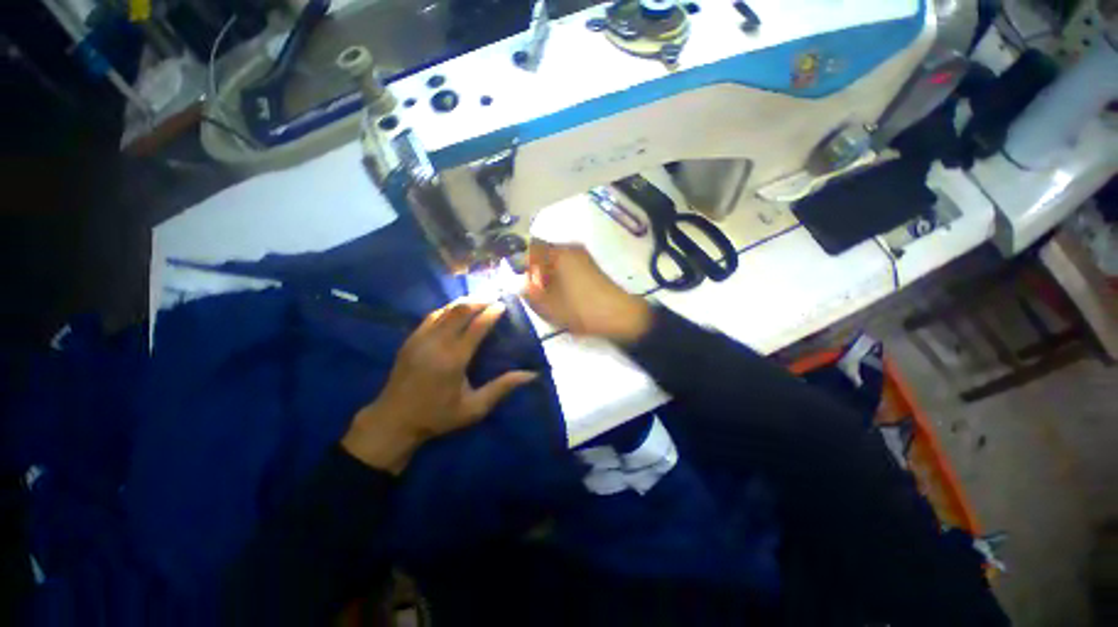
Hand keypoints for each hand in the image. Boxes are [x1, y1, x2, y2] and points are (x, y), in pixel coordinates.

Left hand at [342, 300, 537, 473]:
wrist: (393, 420)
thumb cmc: (437, 416)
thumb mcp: (474, 408)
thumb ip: (502, 388)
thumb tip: (531, 375)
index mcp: (454, 360)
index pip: (476, 327)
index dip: (491, 313)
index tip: (503, 305)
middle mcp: (436, 343)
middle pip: (460, 311)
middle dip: (480, 300)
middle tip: (494, 296)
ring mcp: (420, 339)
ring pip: (445, 310)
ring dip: (464, 302)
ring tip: (480, 298)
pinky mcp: (410, 339)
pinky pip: (432, 315)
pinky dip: (448, 308)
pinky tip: (456, 308)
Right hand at [522, 240, 651, 342]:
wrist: (620, 316)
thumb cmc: (581, 309)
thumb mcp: (547, 305)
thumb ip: (528, 292)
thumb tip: (519, 283)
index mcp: (559, 253)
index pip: (530, 244)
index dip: (520, 259)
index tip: (518, 277)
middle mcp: (571, 248)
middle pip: (543, 252)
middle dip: (533, 268)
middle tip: (531, 289)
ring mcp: (583, 256)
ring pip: (555, 259)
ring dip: (546, 273)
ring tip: (546, 294)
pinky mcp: (591, 266)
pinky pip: (567, 265)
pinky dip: (559, 276)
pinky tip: (561, 294)